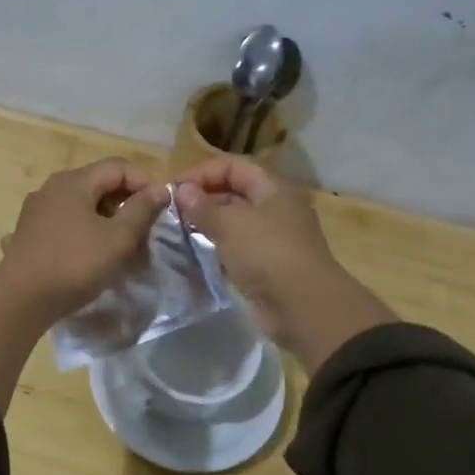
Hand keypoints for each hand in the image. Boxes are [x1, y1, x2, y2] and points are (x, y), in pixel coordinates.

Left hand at [0, 158, 167, 322]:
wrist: (21, 299)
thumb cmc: (75, 264)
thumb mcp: (118, 238)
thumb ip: (142, 210)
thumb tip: (160, 189)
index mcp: (74, 181)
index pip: (118, 166)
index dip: (144, 183)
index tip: (160, 211)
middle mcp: (52, 188)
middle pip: (98, 184)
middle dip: (125, 205)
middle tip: (143, 232)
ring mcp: (36, 211)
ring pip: (80, 206)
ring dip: (105, 221)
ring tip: (119, 249)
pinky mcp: (28, 234)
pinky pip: (63, 225)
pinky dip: (81, 233)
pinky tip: (86, 254)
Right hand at [176, 156, 393, 369]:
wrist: (303, 307)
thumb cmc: (267, 254)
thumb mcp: (230, 225)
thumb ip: (203, 207)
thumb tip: (181, 190)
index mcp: (274, 189)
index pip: (233, 167)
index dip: (203, 173)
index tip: (174, 189)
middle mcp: (276, 209)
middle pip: (234, 193)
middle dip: (203, 199)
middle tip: (172, 213)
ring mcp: (273, 239)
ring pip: (234, 223)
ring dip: (208, 225)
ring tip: (178, 232)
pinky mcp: (267, 266)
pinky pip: (237, 249)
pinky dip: (217, 249)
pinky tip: (195, 255)